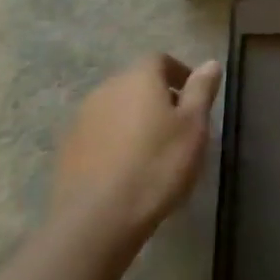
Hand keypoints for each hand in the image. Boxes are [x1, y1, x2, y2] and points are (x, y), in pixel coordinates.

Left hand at [50, 55, 222, 255]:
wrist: (97, 218)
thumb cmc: (157, 165)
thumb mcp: (193, 127)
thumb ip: (201, 91)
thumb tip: (210, 63)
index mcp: (138, 78)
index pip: (160, 60)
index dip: (179, 74)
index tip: (194, 98)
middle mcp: (106, 88)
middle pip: (136, 83)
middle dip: (158, 98)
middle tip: (179, 127)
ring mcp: (82, 118)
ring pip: (116, 108)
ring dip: (135, 120)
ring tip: (154, 151)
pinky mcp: (68, 148)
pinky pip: (100, 134)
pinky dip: (116, 142)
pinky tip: (127, 169)